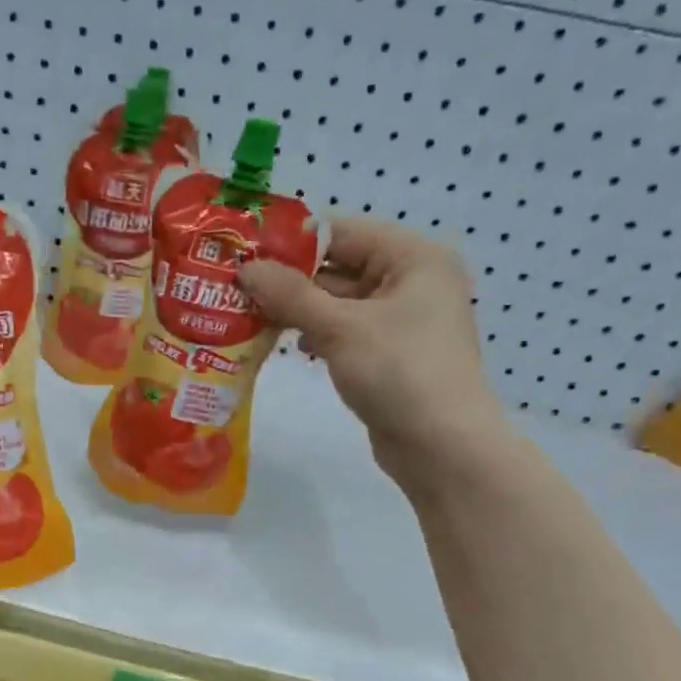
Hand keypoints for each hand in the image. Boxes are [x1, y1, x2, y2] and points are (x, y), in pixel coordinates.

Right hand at [238, 218, 510, 490]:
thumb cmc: (399, 372)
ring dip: (299, 309)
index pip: (342, 233)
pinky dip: (317, 334)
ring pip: (339, 302)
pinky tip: (289, 345)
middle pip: (339, 267)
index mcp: (413, 258)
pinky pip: (346, 331)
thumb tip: (246, 269)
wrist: (441, 447)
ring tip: (251, 316)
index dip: (292, 243)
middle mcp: (412, 280)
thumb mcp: (340, 328)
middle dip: (291, 280)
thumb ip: (290, 294)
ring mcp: (402, 320)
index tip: (245, 255)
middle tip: (239, 289)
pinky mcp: (390, 353)